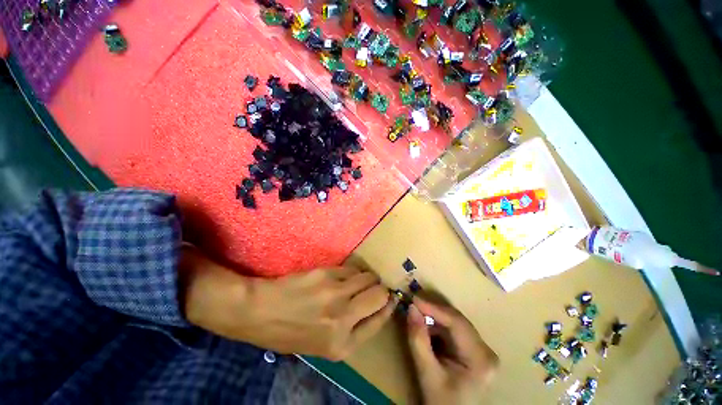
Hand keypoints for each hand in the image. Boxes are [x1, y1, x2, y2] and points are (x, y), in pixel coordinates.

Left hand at [179, 246, 394, 359]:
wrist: (258, 312)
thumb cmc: (288, 332)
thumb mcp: (321, 345)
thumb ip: (350, 330)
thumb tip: (373, 308)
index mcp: (342, 345)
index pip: (380, 320)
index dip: (388, 306)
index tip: (391, 298)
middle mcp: (344, 319)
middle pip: (380, 295)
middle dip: (381, 289)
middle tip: (374, 287)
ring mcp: (336, 294)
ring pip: (368, 277)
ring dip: (367, 278)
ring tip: (359, 280)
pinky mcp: (327, 275)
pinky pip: (351, 269)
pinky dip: (352, 272)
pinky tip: (343, 276)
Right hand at [407, 297, 497, 404]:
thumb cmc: (442, 402)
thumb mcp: (427, 374)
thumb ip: (418, 340)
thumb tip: (411, 308)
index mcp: (480, 359)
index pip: (457, 323)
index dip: (434, 307)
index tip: (413, 299)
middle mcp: (486, 350)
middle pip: (457, 320)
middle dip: (433, 310)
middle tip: (412, 303)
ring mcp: (481, 349)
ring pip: (454, 322)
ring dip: (434, 317)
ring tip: (416, 313)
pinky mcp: (474, 349)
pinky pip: (453, 329)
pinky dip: (437, 326)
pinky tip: (426, 326)